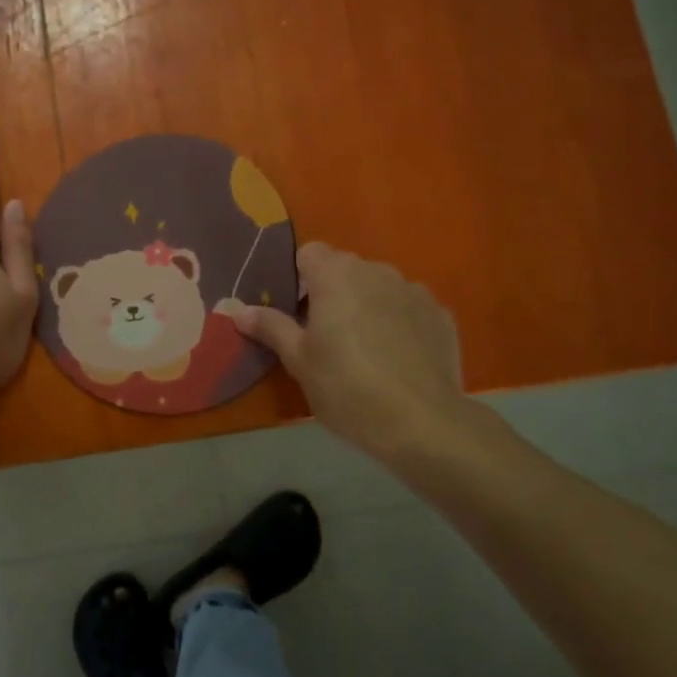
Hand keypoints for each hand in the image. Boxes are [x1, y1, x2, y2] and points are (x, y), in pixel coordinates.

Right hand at [229, 243, 490, 469]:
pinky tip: (397, 357)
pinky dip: (398, 321)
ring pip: (378, 286)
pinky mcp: (440, 314)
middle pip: (344, 268)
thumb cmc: (348, 389)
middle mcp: (376, 271)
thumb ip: (270, 327)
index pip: (309, 253)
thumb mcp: (299, 361)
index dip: (299, 279)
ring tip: (365, 349)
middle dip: (332, 292)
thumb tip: (237, 309)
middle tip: (325, 337)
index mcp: (336, 275)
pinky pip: (407, 306)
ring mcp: (413, 290)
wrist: (423, 423)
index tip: (297, 314)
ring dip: (366, 304)